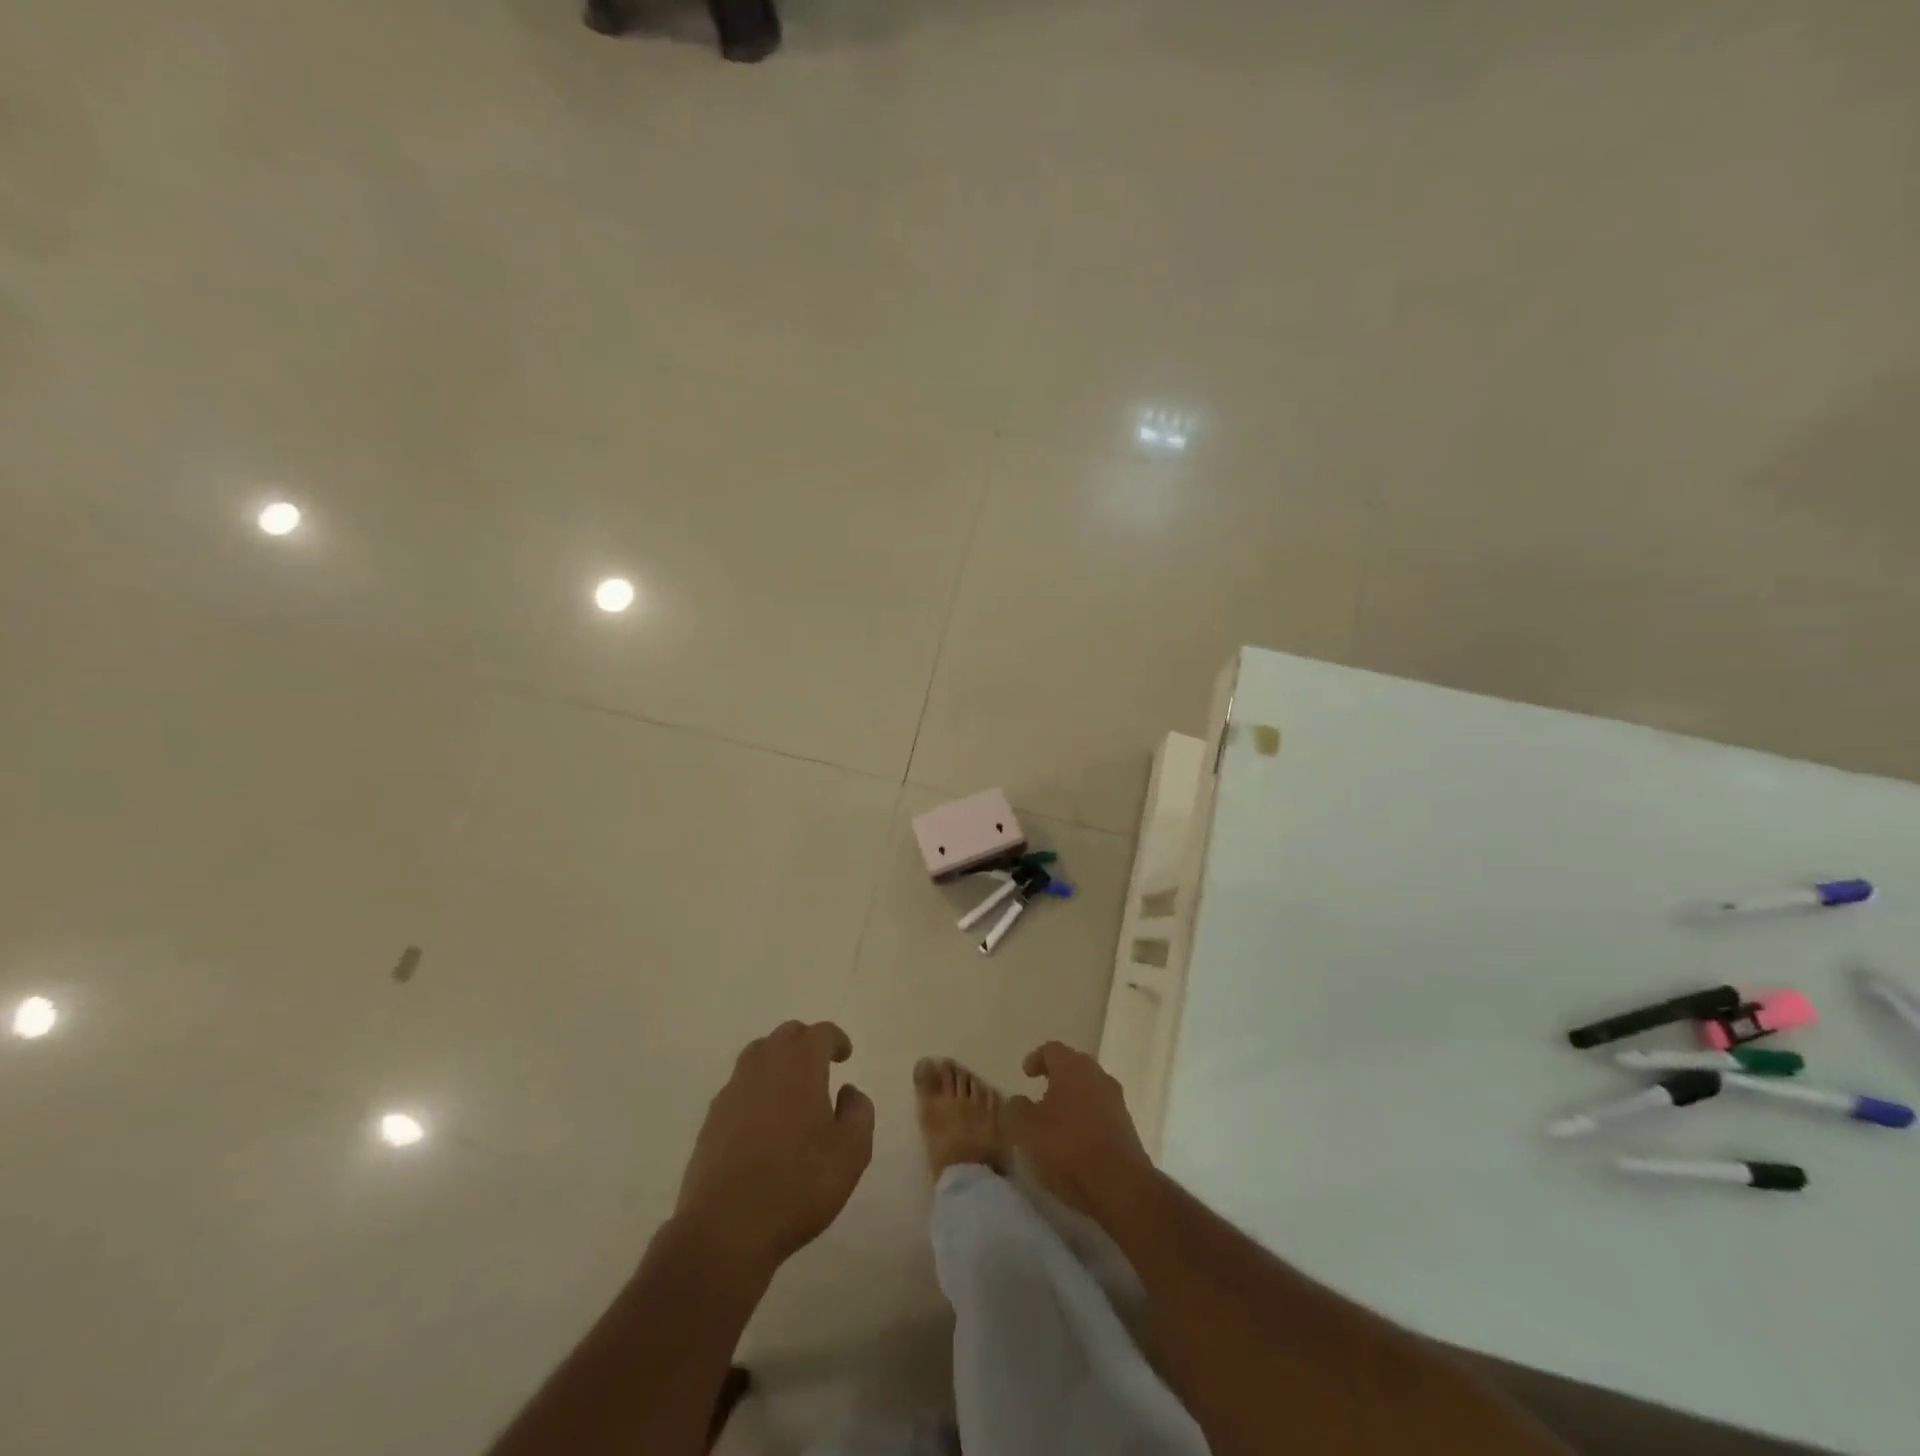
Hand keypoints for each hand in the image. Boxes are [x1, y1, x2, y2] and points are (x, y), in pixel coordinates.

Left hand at [673, 1021, 874, 1273]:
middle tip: (820, 1067)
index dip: (836, 1039)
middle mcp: (764, 1066)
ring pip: (757, 1056)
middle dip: (806, 1043)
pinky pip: (739, 1087)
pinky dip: (756, 1090)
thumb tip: (848, 1091)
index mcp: (800, 1065)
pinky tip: (764, 1121)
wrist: (725, 1229)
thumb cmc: (798, 1184)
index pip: (820, 1033)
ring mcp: (732, 1091)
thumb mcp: (851, 1152)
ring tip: (791, 1089)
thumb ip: (859, 1112)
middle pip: (786, 1035)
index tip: (845, 1055)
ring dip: (777, 1062)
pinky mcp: (711, 1119)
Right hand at [1005, 1040, 1153, 1224]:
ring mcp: (1116, 1100)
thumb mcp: (1027, 1129)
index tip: (1025, 1073)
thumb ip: (1017, 1108)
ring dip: (1072, 1097)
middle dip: (1056, 1076)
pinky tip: (1075, 1138)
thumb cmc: (1067, 1147)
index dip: (1036, 1059)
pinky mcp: (1127, 1125)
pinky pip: (1101, 1111)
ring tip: (1056, 1119)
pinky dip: (1086, 1117)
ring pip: (1089, 1088)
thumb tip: (1018, 1100)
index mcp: (1072, 1067)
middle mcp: (1097, 1075)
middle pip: (1074, 1066)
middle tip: (1039, 1091)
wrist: (1120, 1185)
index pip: (1052, 1049)